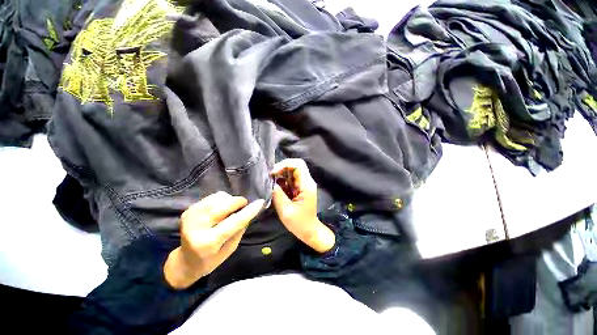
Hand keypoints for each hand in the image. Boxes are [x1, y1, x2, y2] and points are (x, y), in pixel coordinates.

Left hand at [164, 192, 264, 288]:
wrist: (185, 261)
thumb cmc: (211, 259)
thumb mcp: (230, 249)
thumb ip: (240, 229)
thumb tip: (249, 211)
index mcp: (208, 242)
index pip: (233, 222)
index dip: (249, 211)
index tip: (260, 202)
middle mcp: (197, 227)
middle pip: (224, 205)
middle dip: (239, 202)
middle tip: (244, 206)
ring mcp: (191, 216)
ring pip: (219, 197)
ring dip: (230, 200)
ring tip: (230, 210)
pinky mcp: (189, 210)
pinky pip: (212, 197)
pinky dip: (222, 199)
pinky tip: (221, 208)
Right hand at [271, 159, 334, 252]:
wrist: (309, 231)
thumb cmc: (299, 223)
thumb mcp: (286, 211)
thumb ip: (278, 195)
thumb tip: (271, 183)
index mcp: (306, 185)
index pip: (298, 165)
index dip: (285, 165)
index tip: (273, 173)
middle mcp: (306, 182)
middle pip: (295, 165)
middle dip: (281, 168)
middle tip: (270, 176)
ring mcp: (304, 184)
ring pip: (292, 171)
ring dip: (281, 174)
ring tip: (271, 181)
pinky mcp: (300, 188)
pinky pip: (291, 178)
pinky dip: (282, 180)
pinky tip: (276, 186)